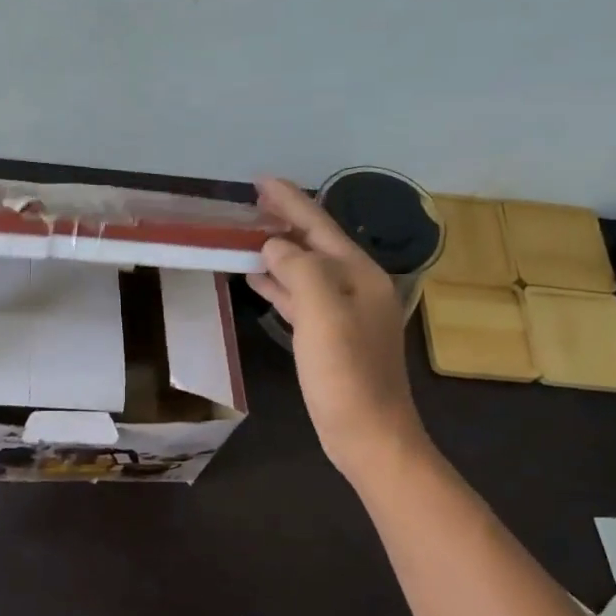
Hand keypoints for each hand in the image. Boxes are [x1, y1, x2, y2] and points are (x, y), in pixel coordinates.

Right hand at [248, 177, 428, 478]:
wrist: (369, 435)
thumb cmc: (346, 375)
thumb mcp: (323, 315)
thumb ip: (299, 270)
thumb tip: (274, 245)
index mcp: (359, 275)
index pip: (319, 226)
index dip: (290, 201)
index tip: (260, 180)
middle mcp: (356, 287)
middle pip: (315, 244)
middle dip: (284, 221)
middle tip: (250, 203)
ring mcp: (345, 314)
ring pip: (306, 270)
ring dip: (279, 252)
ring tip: (246, 235)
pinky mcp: (331, 338)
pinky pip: (302, 299)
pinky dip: (280, 285)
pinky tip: (258, 280)